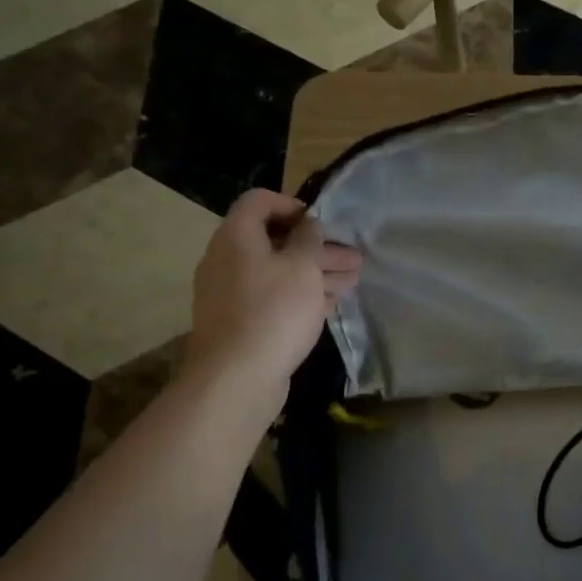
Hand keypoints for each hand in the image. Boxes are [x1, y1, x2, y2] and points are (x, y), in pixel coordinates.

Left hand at [185, 190, 360, 391]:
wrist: (236, 378)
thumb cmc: (273, 311)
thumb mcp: (301, 267)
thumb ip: (309, 240)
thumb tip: (308, 225)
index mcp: (237, 237)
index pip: (260, 202)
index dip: (293, 205)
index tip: (323, 223)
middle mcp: (228, 260)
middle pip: (275, 241)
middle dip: (317, 247)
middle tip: (354, 257)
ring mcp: (232, 294)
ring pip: (278, 273)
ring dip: (316, 273)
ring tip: (353, 280)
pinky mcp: (241, 323)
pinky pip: (274, 298)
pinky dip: (301, 296)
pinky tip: (330, 302)